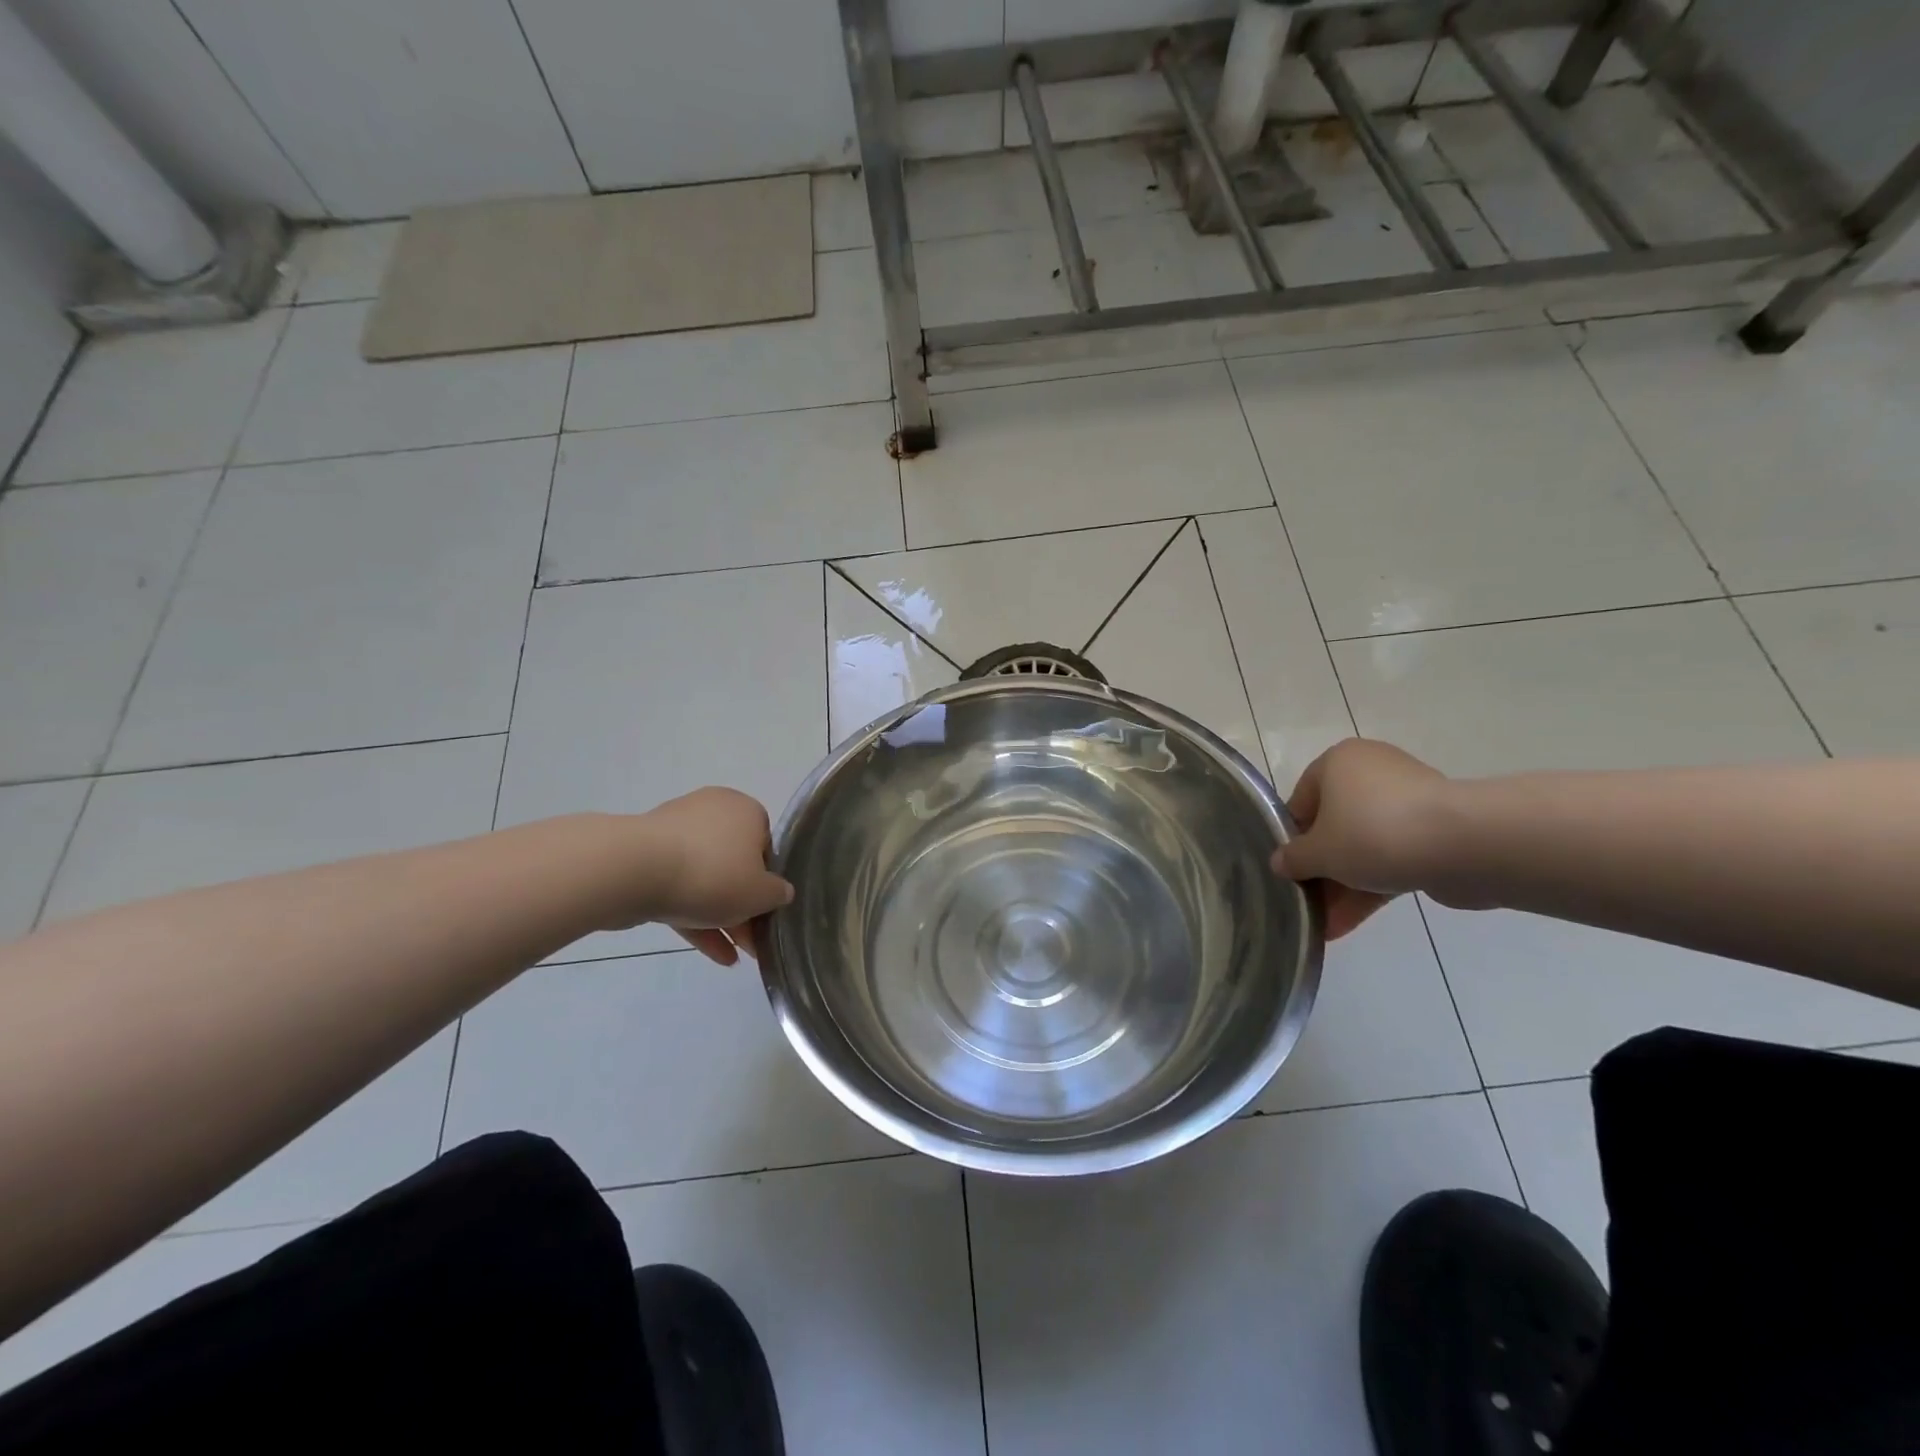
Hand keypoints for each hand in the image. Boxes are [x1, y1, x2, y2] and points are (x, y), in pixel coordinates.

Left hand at [641, 788, 793, 965]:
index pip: (766, 847)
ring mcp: (676, 834)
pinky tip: (714, 954)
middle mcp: (712, 812)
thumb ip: (778, 894)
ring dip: (722, 918)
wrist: (634, 871)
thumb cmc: (713, 874)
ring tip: (735, 957)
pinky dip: (696, 918)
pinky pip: (680, 888)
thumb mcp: (762, 893)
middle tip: (752, 943)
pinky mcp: (647, 857)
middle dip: (744, 908)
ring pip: (707, 880)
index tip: (767, 913)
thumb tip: (780, 892)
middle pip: (735, 865)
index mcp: (745, 810)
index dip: (769, 884)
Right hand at [1271, 739, 1450, 938]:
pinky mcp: (1435, 831)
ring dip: (1344, 885)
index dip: (1291, 840)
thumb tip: (1280, 864)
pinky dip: (1373, 885)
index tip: (1289, 872)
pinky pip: (1392, 857)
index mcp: (1337, 762)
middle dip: (1321, 870)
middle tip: (1308, 903)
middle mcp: (1371, 773)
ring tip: (1327, 925)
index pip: (1301, 802)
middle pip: (1334, 826)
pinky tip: (1349, 923)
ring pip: (1364, 846)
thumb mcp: (1318, 852)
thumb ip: (1293, 859)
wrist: (1463, 846)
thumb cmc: (1372, 833)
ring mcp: (1407, 802)